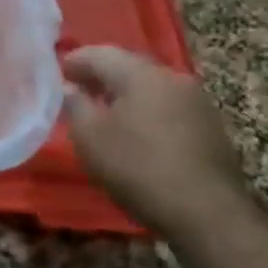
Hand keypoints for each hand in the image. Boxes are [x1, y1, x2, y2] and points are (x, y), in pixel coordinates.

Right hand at [62, 46, 253, 237]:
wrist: (207, 213)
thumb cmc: (138, 167)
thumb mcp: (89, 137)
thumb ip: (75, 105)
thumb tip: (70, 87)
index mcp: (141, 74)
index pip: (99, 54)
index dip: (74, 61)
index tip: (56, 74)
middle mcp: (172, 78)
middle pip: (128, 67)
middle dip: (101, 76)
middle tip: (77, 90)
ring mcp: (197, 102)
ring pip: (151, 88)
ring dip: (125, 95)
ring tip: (104, 113)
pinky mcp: (211, 127)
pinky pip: (168, 108)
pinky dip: (146, 112)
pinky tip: (136, 132)